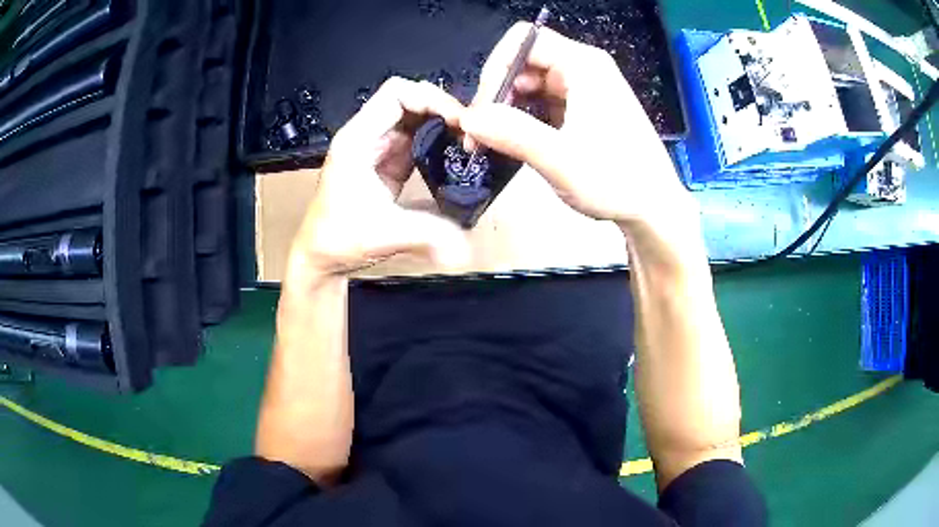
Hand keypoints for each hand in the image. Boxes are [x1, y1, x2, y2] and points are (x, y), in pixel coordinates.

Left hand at [286, 78, 469, 282]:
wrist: (322, 257)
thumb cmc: (338, 239)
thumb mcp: (386, 234)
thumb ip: (429, 234)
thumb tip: (468, 246)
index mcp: (357, 140)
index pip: (396, 94)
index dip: (430, 99)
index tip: (457, 122)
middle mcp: (367, 136)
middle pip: (410, 100)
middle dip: (442, 109)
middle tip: (470, 133)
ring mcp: (379, 148)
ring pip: (416, 117)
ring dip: (443, 124)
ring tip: (468, 141)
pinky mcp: (389, 163)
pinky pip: (417, 139)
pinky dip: (439, 140)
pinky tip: (456, 154)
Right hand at [460, 24, 692, 228]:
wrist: (654, 209)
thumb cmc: (617, 181)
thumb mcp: (560, 159)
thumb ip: (511, 133)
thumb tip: (468, 119)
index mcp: (584, 65)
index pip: (525, 41)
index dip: (496, 67)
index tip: (484, 110)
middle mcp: (584, 69)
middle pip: (524, 61)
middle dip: (497, 93)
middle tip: (481, 133)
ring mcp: (584, 89)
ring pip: (530, 83)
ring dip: (507, 108)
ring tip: (493, 142)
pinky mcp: (583, 109)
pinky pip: (542, 101)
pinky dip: (523, 118)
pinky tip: (515, 142)